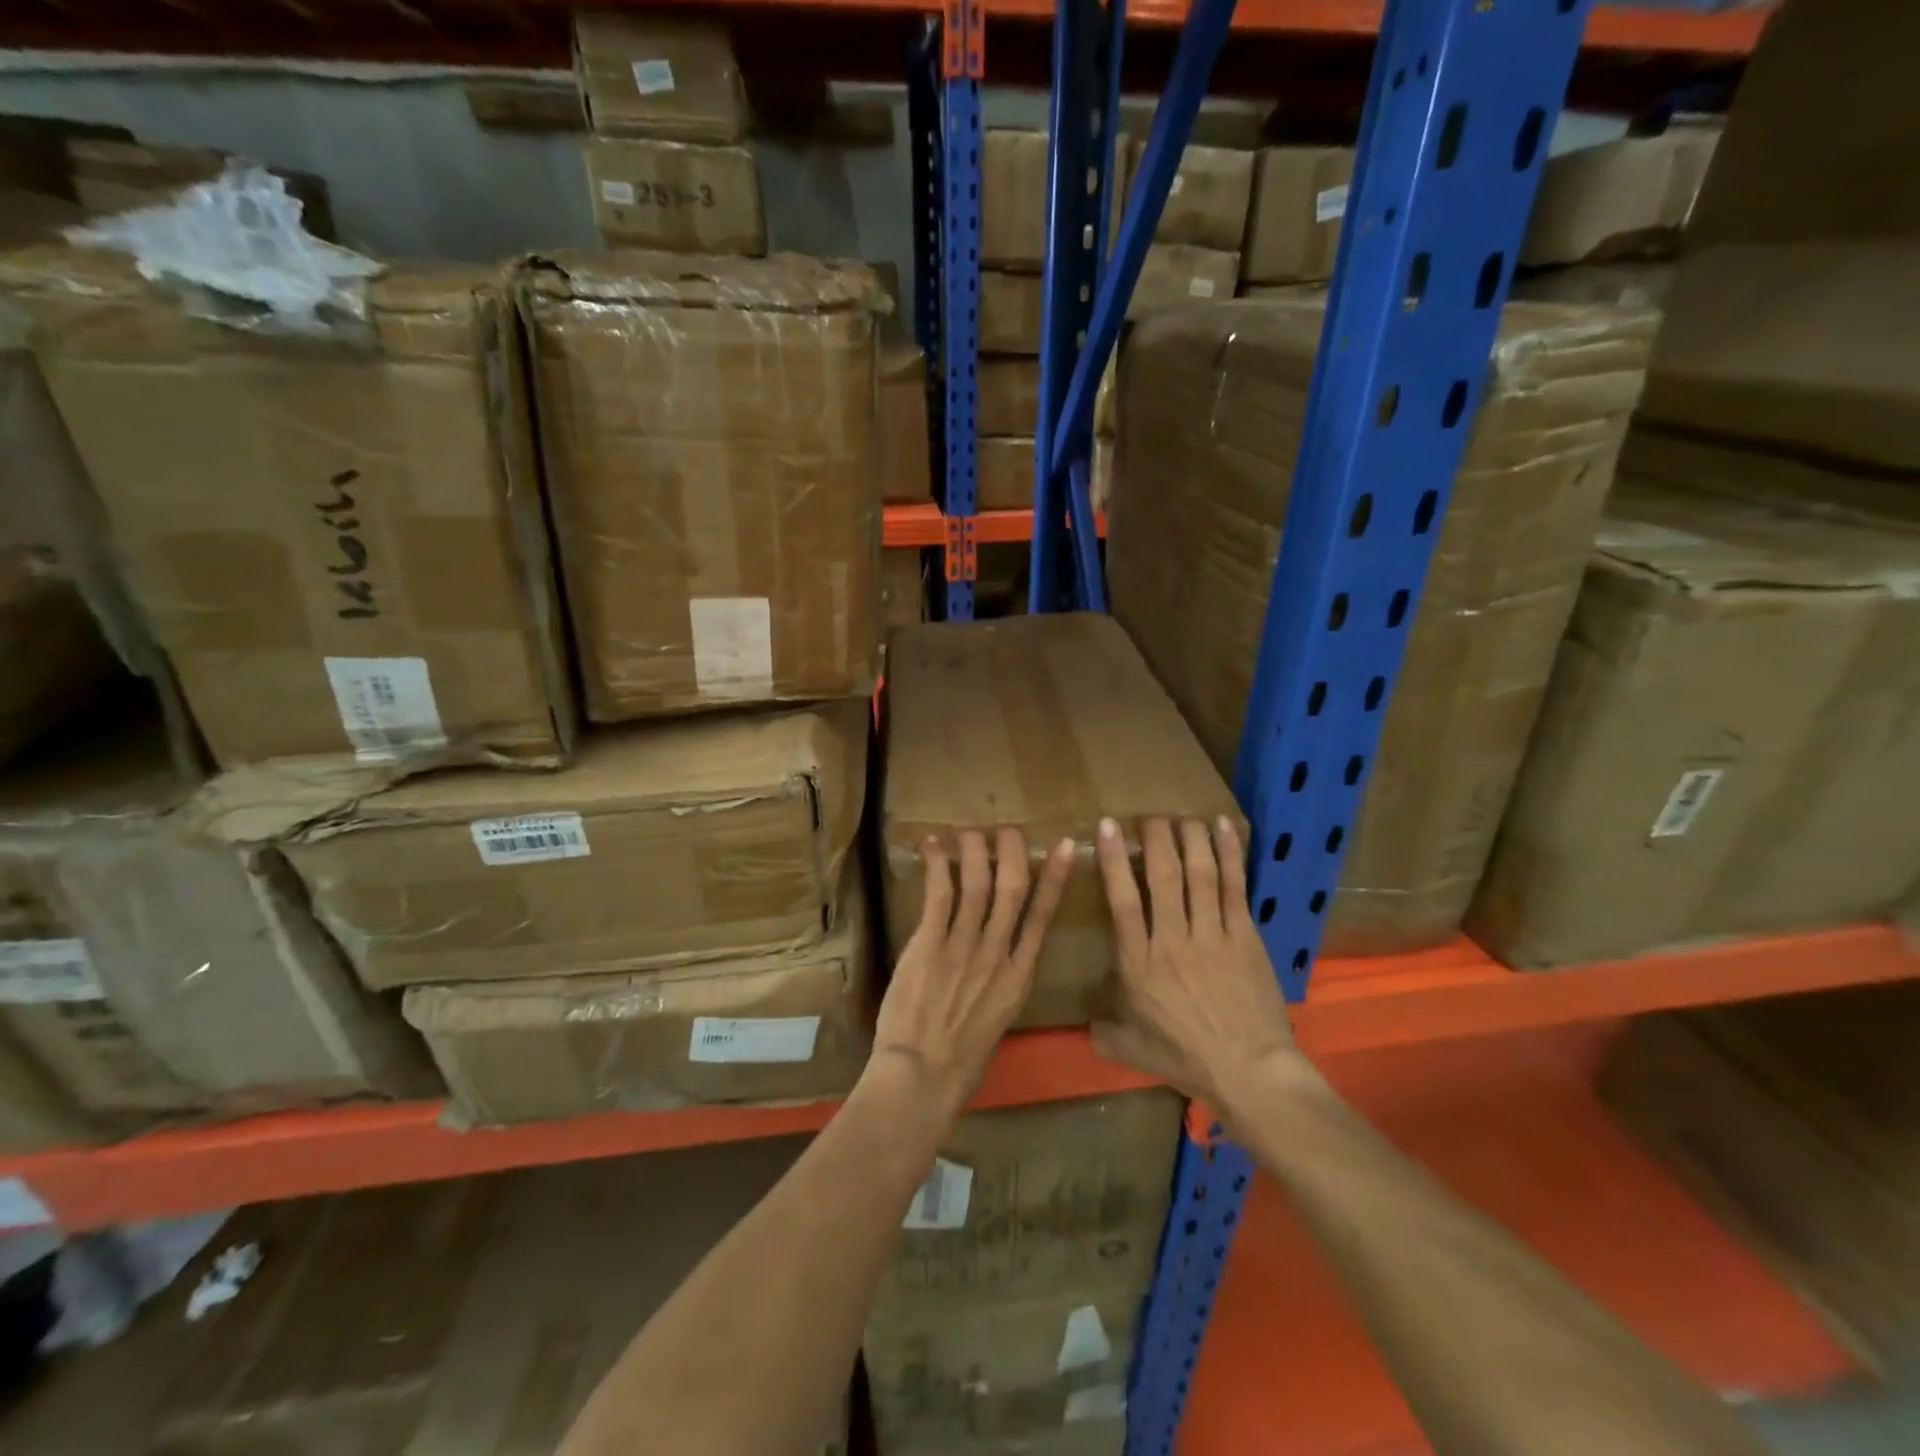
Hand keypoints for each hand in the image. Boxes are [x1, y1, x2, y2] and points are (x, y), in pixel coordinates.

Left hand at [870, 827, 1075, 1121]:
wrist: (923, 1077)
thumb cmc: (961, 1061)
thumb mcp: (999, 1021)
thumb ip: (1002, 984)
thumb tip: (1000, 958)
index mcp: (1020, 977)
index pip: (1043, 917)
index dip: (1055, 879)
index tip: (1065, 847)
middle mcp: (997, 955)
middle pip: (1012, 890)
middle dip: (1012, 853)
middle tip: (1008, 828)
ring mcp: (964, 948)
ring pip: (977, 885)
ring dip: (975, 852)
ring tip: (970, 830)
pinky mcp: (930, 945)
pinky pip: (939, 896)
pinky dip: (938, 866)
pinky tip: (934, 846)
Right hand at [1091, 816, 1305, 1121]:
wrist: (1250, 1073)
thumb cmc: (1186, 1059)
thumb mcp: (1131, 1049)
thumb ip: (1104, 1031)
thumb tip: (1084, 1025)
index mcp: (1139, 964)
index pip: (1122, 900)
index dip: (1114, 860)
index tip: (1108, 826)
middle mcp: (1172, 940)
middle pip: (1162, 876)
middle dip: (1155, 839)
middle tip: (1150, 815)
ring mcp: (1212, 935)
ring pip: (1199, 874)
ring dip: (1190, 839)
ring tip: (1183, 815)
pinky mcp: (1245, 937)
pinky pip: (1235, 887)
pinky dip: (1229, 854)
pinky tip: (1224, 827)